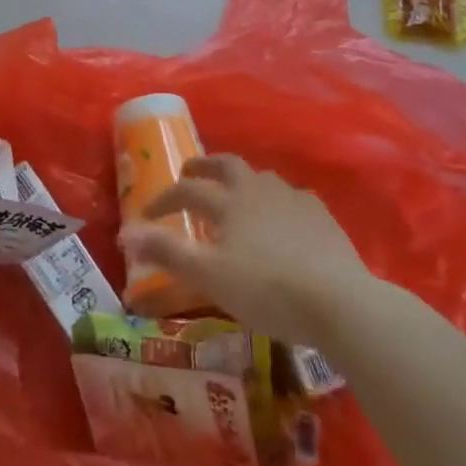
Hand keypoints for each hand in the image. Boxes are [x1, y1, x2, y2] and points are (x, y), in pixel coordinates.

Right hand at [119, 154, 392, 346]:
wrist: (339, 300)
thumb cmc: (267, 289)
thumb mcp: (209, 277)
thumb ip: (167, 254)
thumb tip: (126, 234)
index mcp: (228, 202)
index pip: (186, 190)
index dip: (163, 198)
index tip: (146, 214)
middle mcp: (257, 190)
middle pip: (226, 165)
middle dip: (204, 167)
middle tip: (190, 173)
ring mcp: (293, 199)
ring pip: (261, 177)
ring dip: (241, 181)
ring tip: (236, 197)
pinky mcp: (321, 216)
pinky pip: (293, 198)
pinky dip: (277, 202)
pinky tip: (283, 219)